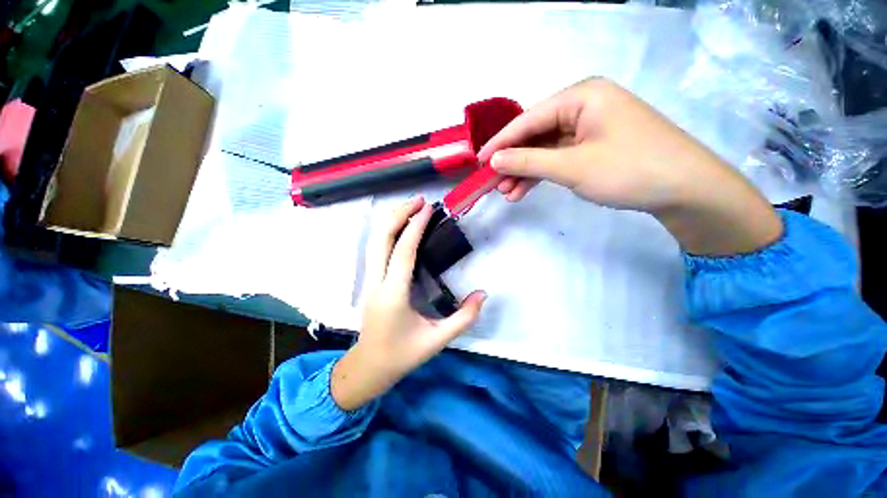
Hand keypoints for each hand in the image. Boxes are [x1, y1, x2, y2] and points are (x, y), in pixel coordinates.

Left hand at [331, 198, 485, 410]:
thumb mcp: (438, 340)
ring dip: (391, 220)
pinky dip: (387, 232)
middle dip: (399, 214)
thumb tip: (482, 294)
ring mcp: (369, 280)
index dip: (415, 227)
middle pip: (381, 239)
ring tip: (410, 207)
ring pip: (375, 241)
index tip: (428, 208)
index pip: (403, 252)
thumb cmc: (403, 355)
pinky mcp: (369, 281)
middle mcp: (376, 282)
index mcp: (393, 295)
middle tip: (419, 200)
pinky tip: (400, 227)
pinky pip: (376, 249)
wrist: (369, 367)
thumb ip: (464, 317)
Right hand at [477, 78, 781, 254]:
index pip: (528, 120)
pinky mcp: (594, 146)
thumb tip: (494, 161)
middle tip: (493, 184)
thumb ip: (528, 162)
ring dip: (525, 172)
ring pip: (545, 150)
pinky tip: (525, 191)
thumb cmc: (628, 169)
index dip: (500, 143)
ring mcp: (589, 127)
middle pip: (535, 135)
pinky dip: (542, 174)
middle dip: (513, 163)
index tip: (478, 162)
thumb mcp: (571, 167)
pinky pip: (559, 158)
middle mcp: (583, 106)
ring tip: (508, 194)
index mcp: (580, 96)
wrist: (685, 189)